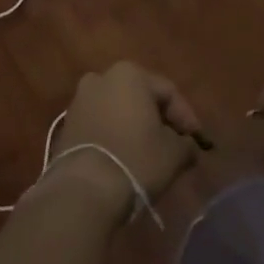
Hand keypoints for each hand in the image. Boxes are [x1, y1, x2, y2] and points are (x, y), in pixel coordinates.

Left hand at [51, 61, 202, 214]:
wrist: (83, 189)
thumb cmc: (136, 159)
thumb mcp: (174, 153)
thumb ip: (186, 144)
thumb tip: (188, 147)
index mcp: (129, 74)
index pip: (168, 92)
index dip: (186, 117)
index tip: (197, 141)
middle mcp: (101, 78)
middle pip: (141, 97)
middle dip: (159, 119)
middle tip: (174, 143)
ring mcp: (80, 101)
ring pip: (118, 110)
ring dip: (135, 127)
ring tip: (149, 153)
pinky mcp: (67, 125)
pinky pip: (100, 124)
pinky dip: (115, 135)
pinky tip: (124, 157)